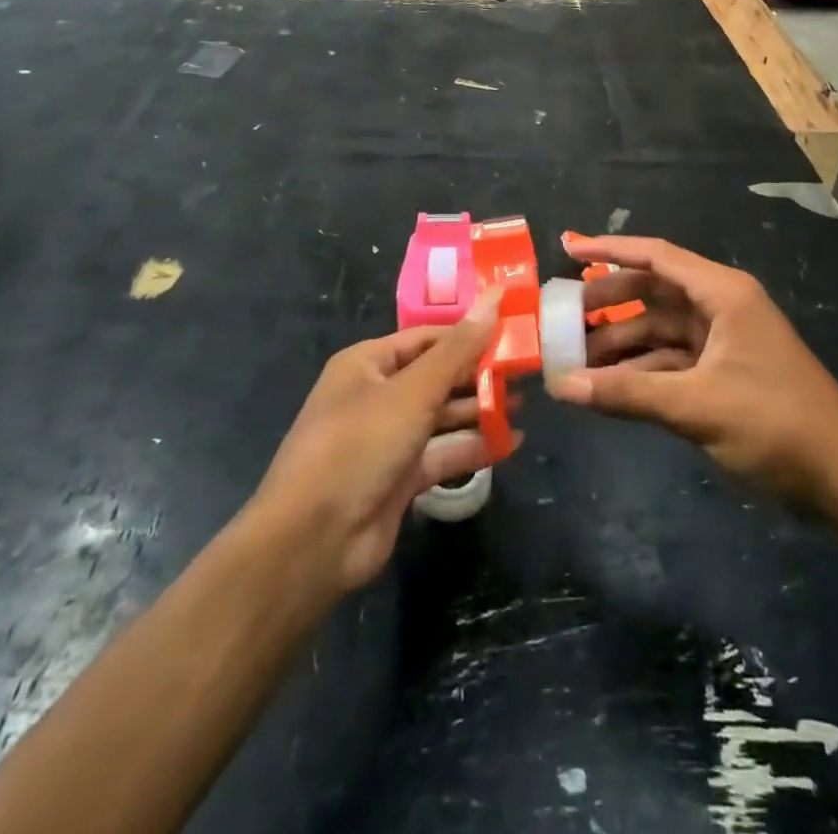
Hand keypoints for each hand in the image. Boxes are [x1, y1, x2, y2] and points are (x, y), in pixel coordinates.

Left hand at [253, 289, 518, 593]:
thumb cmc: (360, 445)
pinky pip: (442, 453)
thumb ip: (458, 349)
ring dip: (479, 410)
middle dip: (477, 373)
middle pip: (435, 376)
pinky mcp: (399, 478)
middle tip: (525, 368)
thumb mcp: (413, 391)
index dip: (467, 332)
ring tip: (525, 402)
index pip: (426, 337)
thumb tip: (495, 296)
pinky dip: (472, 446)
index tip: (511, 328)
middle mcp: (376, 396)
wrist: (313, 541)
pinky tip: (511, 442)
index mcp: (367, 364)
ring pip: (441, 416)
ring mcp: (387, 439)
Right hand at [552, 236, 837, 520]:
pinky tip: (607, 389)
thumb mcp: (696, 406)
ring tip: (574, 360)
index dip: (611, 250)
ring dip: (621, 344)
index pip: (657, 257)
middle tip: (562, 318)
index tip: (569, 251)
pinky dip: (641, 372)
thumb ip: (627, 394)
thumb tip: (561, 386)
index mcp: (723, 295)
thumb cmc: (775, 424)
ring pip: (659, 331)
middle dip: (609, 304)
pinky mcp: (724, 375)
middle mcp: (722, 308)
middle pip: (653, 293)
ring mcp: (724, 343)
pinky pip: (671, 362)